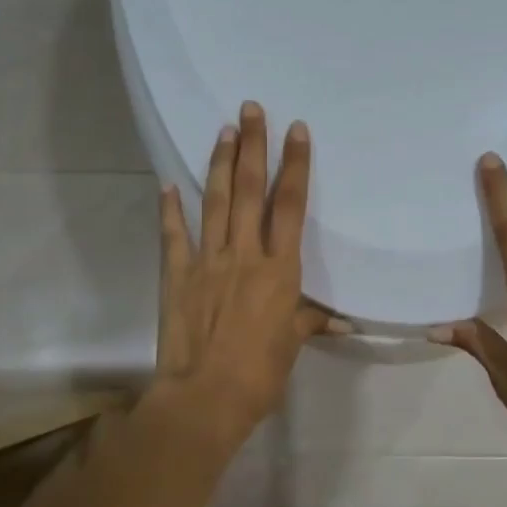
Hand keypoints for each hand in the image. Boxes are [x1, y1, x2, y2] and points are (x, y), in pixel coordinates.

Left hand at [153, 101, 336, 446]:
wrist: (204, 398)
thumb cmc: (259, 375)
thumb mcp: (292, 345)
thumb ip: (309, 321)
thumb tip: (339, 321)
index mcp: (279, 270)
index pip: (289, 206)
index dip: (295, 166)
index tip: (296, 130)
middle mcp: (244, 255)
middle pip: (249, 191)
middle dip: (252, 146)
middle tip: (250, 108)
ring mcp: (207, 262)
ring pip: (215, 203)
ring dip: (220, 164)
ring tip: (223, 129)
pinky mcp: (176, 276)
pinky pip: (174, 236)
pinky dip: (170, 210)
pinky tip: (168, 185)